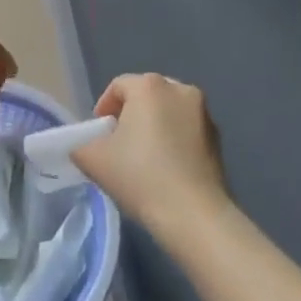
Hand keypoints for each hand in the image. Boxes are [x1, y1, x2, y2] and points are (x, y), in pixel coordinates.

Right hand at [72, 73, 229, 239]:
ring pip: (169, 111)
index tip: (99, 134)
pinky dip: (175, 140)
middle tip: (119, 143)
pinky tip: (168, 167)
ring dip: (155, 126)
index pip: (118, 86)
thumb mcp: (94, 160)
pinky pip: (187, 130)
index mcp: (149, 86)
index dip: (104, 107)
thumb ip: (81, 145)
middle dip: (131, 114)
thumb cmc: (141, 177)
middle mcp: (179, 89)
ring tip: (144, 157)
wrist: (194, 215)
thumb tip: (85, 146)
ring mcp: (203, 112)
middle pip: (146, 95)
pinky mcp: (218, 138)